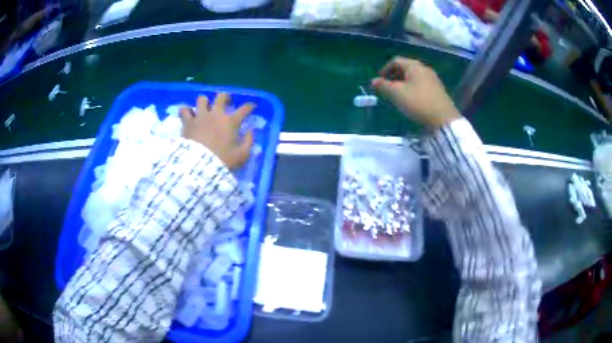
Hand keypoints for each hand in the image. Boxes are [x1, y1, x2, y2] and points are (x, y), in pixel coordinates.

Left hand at [181, 93, 254, 169]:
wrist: (199, 167)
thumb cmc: (222, 161)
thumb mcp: (242, 156)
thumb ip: (249, 142)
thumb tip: (250, 131)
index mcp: (230, 122)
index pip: (244, 109)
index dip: (250, 106)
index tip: (252, 106)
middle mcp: (216, 114)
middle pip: (222, 97)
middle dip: (226, 97)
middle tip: (226, 103)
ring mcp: (200, 116)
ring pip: (202, 99)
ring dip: (204, 103)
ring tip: (204, 108)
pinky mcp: (187, 122)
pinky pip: (184, 110)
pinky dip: (186, 111)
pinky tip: (188, 115)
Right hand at [372, 57, 460, 128]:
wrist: (444, 120)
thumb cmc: (418, 103)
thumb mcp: (397, 94)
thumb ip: (383, 86)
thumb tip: (373, 81)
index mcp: (414, 66)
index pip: (396, 61)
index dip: (385, 69)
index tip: (379, 81)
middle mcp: (425, 69)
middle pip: (406, 68)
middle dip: (394, 76)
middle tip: (387, 88)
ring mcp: (433, 80)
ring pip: (414, 77)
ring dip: (403, 83)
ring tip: (398, 95)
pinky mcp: (438, 91)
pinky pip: (421, 85)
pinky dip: (412, 88)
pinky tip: (411, 100)